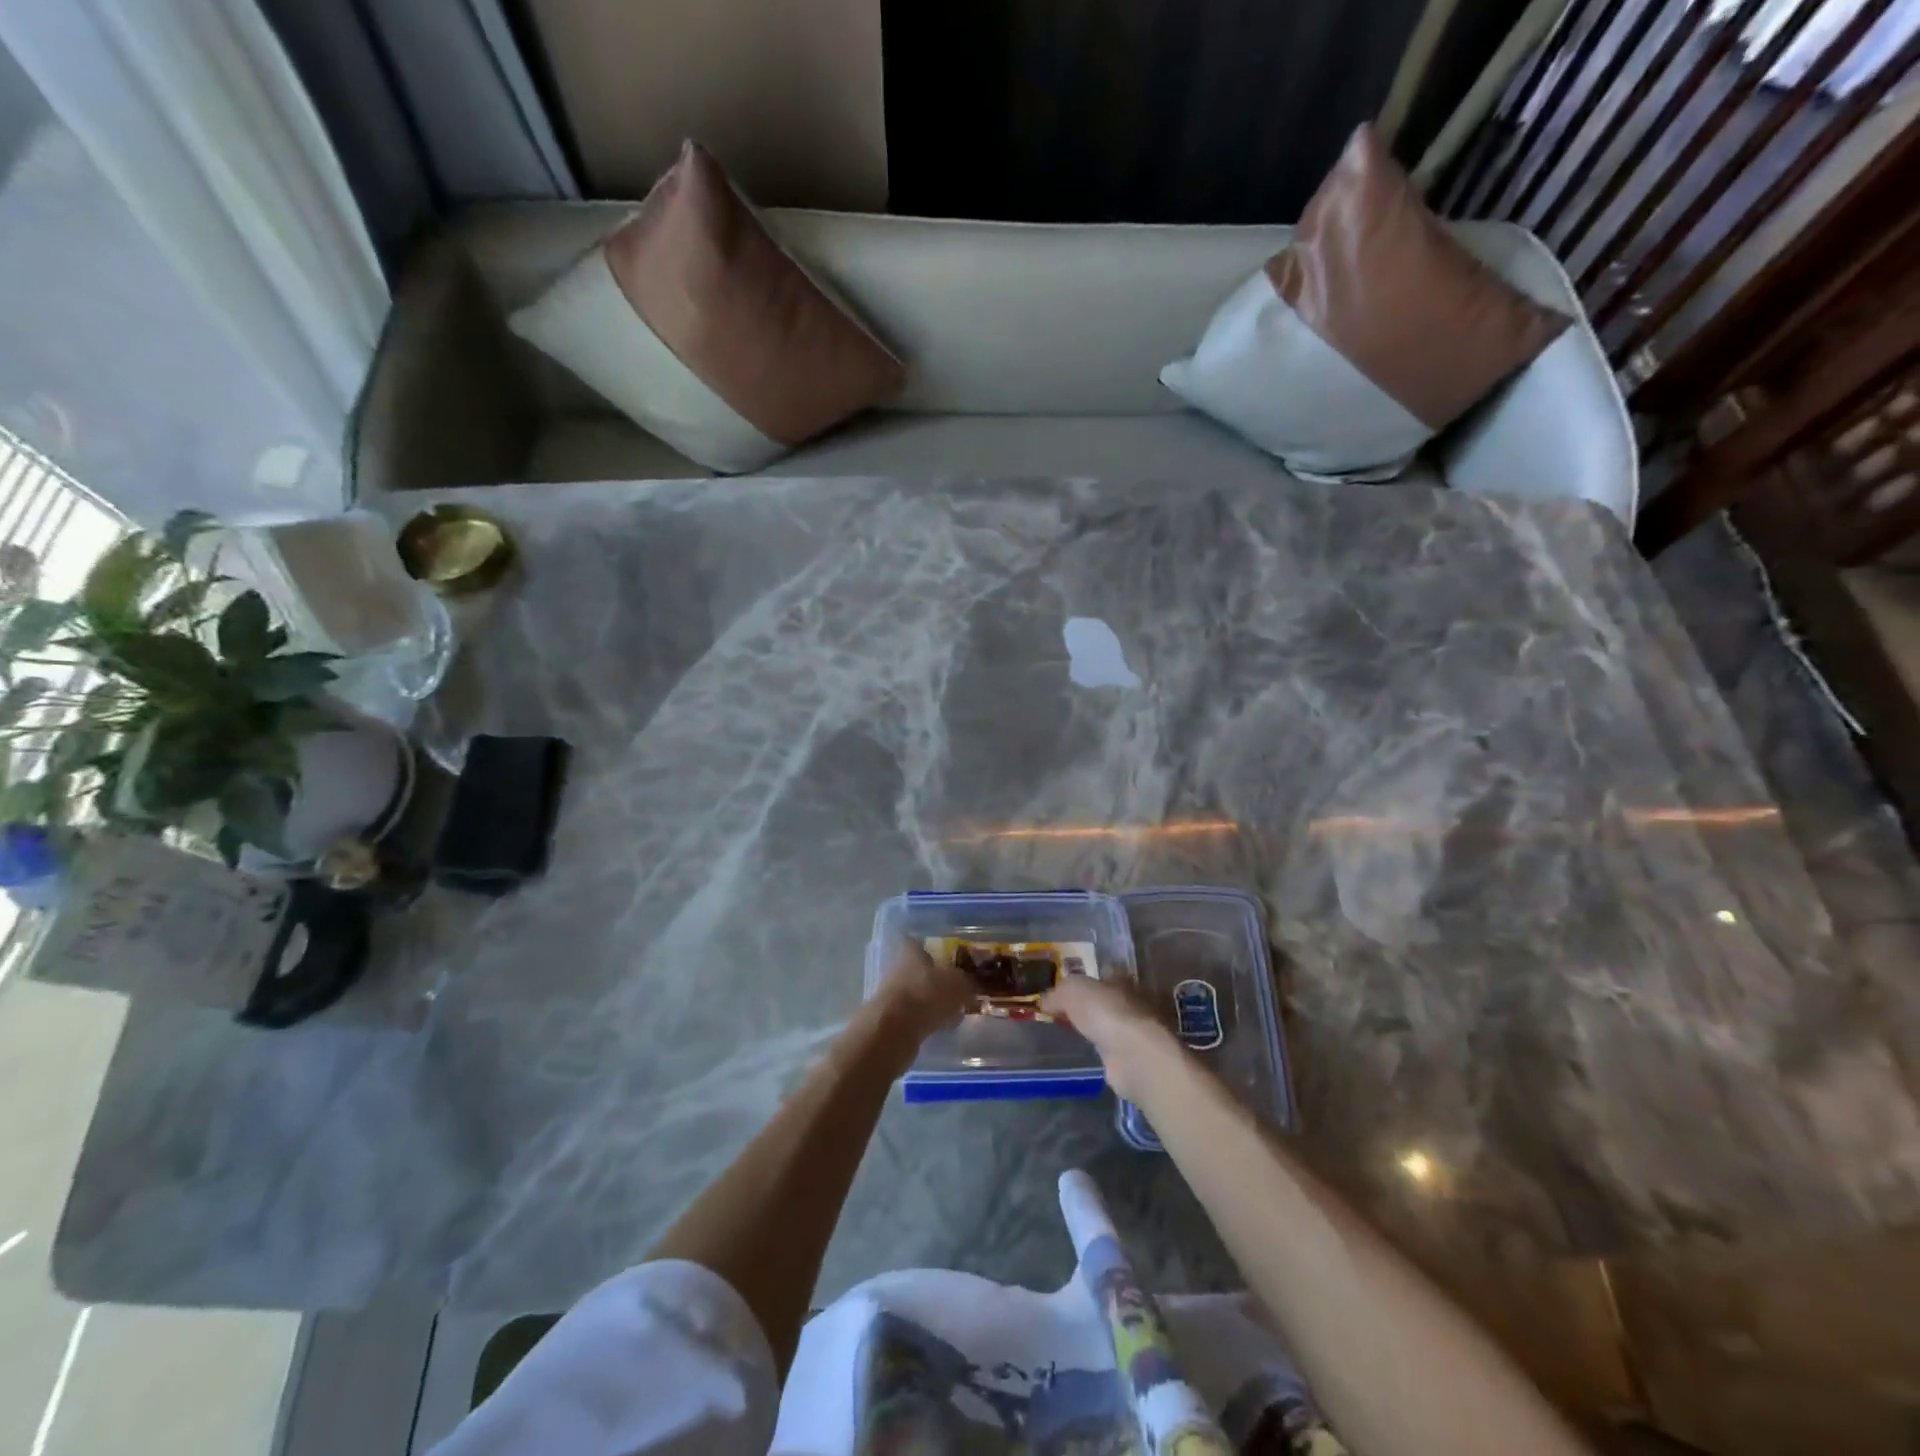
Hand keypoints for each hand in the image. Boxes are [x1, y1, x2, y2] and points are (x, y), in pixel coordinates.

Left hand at [871, 937, 975, 1043]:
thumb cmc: (928, 994)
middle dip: (934, 978)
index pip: (917, 942)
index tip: (945, 956)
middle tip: (955, 987)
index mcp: (911, 952)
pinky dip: (926, 1019)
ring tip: (952, 1011)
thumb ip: (967, 983)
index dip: (930, 948)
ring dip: (930, 1001)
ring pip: (916, 993)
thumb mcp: (959, 985)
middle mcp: (898, 968)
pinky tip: (941, 1028)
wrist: (894, 1030)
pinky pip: (913, 1015)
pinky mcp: (890, 1019)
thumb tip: (970, 984)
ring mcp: (891, 994)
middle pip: (917, 969)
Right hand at [1040, 976, 1180, 1103]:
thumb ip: (1056, 993)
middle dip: (1088, 1005)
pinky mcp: (1130, 1056)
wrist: (1132, 1055)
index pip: (1101, 973)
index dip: (1084, 979)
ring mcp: (1132, 1030)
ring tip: (1068, 1033)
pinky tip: (1082, 1053)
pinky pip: (1108, 1048)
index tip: (1064, 989)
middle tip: (1062, 1012)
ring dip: (1093, 1028)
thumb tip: (1044, 1002)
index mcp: (1120, 979)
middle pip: (1105, 999)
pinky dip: (1098, 1050)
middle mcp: (1130, 1001)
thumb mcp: (1072, 991)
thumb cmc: (1105, 1012)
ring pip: (1107, 1024)